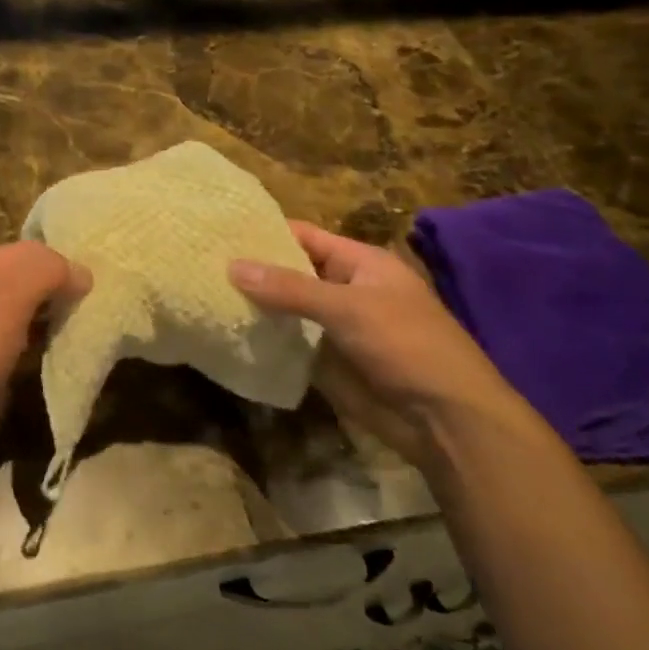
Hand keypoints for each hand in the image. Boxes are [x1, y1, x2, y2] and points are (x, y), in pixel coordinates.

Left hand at [0, 242, 90, 482]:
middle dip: (65, 288)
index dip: (65, 260)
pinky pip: (32, 340)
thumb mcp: (7, 295)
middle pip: (35, 278)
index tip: (100, 281)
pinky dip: (52, 342)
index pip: (34, 249)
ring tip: (95, 324)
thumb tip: (82, 274)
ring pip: (35, 309)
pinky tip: (72, 350)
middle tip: (102, 303)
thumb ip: (46, 271)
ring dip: (61, 316)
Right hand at [230, 222, 518, 464]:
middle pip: (292, 273)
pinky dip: (264, 339)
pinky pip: (290, 343)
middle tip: (202, 263)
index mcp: (360, 264)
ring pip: (287, 310)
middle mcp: (345, 290)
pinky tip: (226, 333)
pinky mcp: (327, 362)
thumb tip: (232, 266)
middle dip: (254, 270)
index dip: (267, 232)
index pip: (306, 237)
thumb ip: (290, 288)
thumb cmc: (406, 345)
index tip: (221, 229)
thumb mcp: (348, 307)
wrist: (445, 420)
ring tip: (203, 293)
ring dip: (255, 306)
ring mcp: (335, 328)